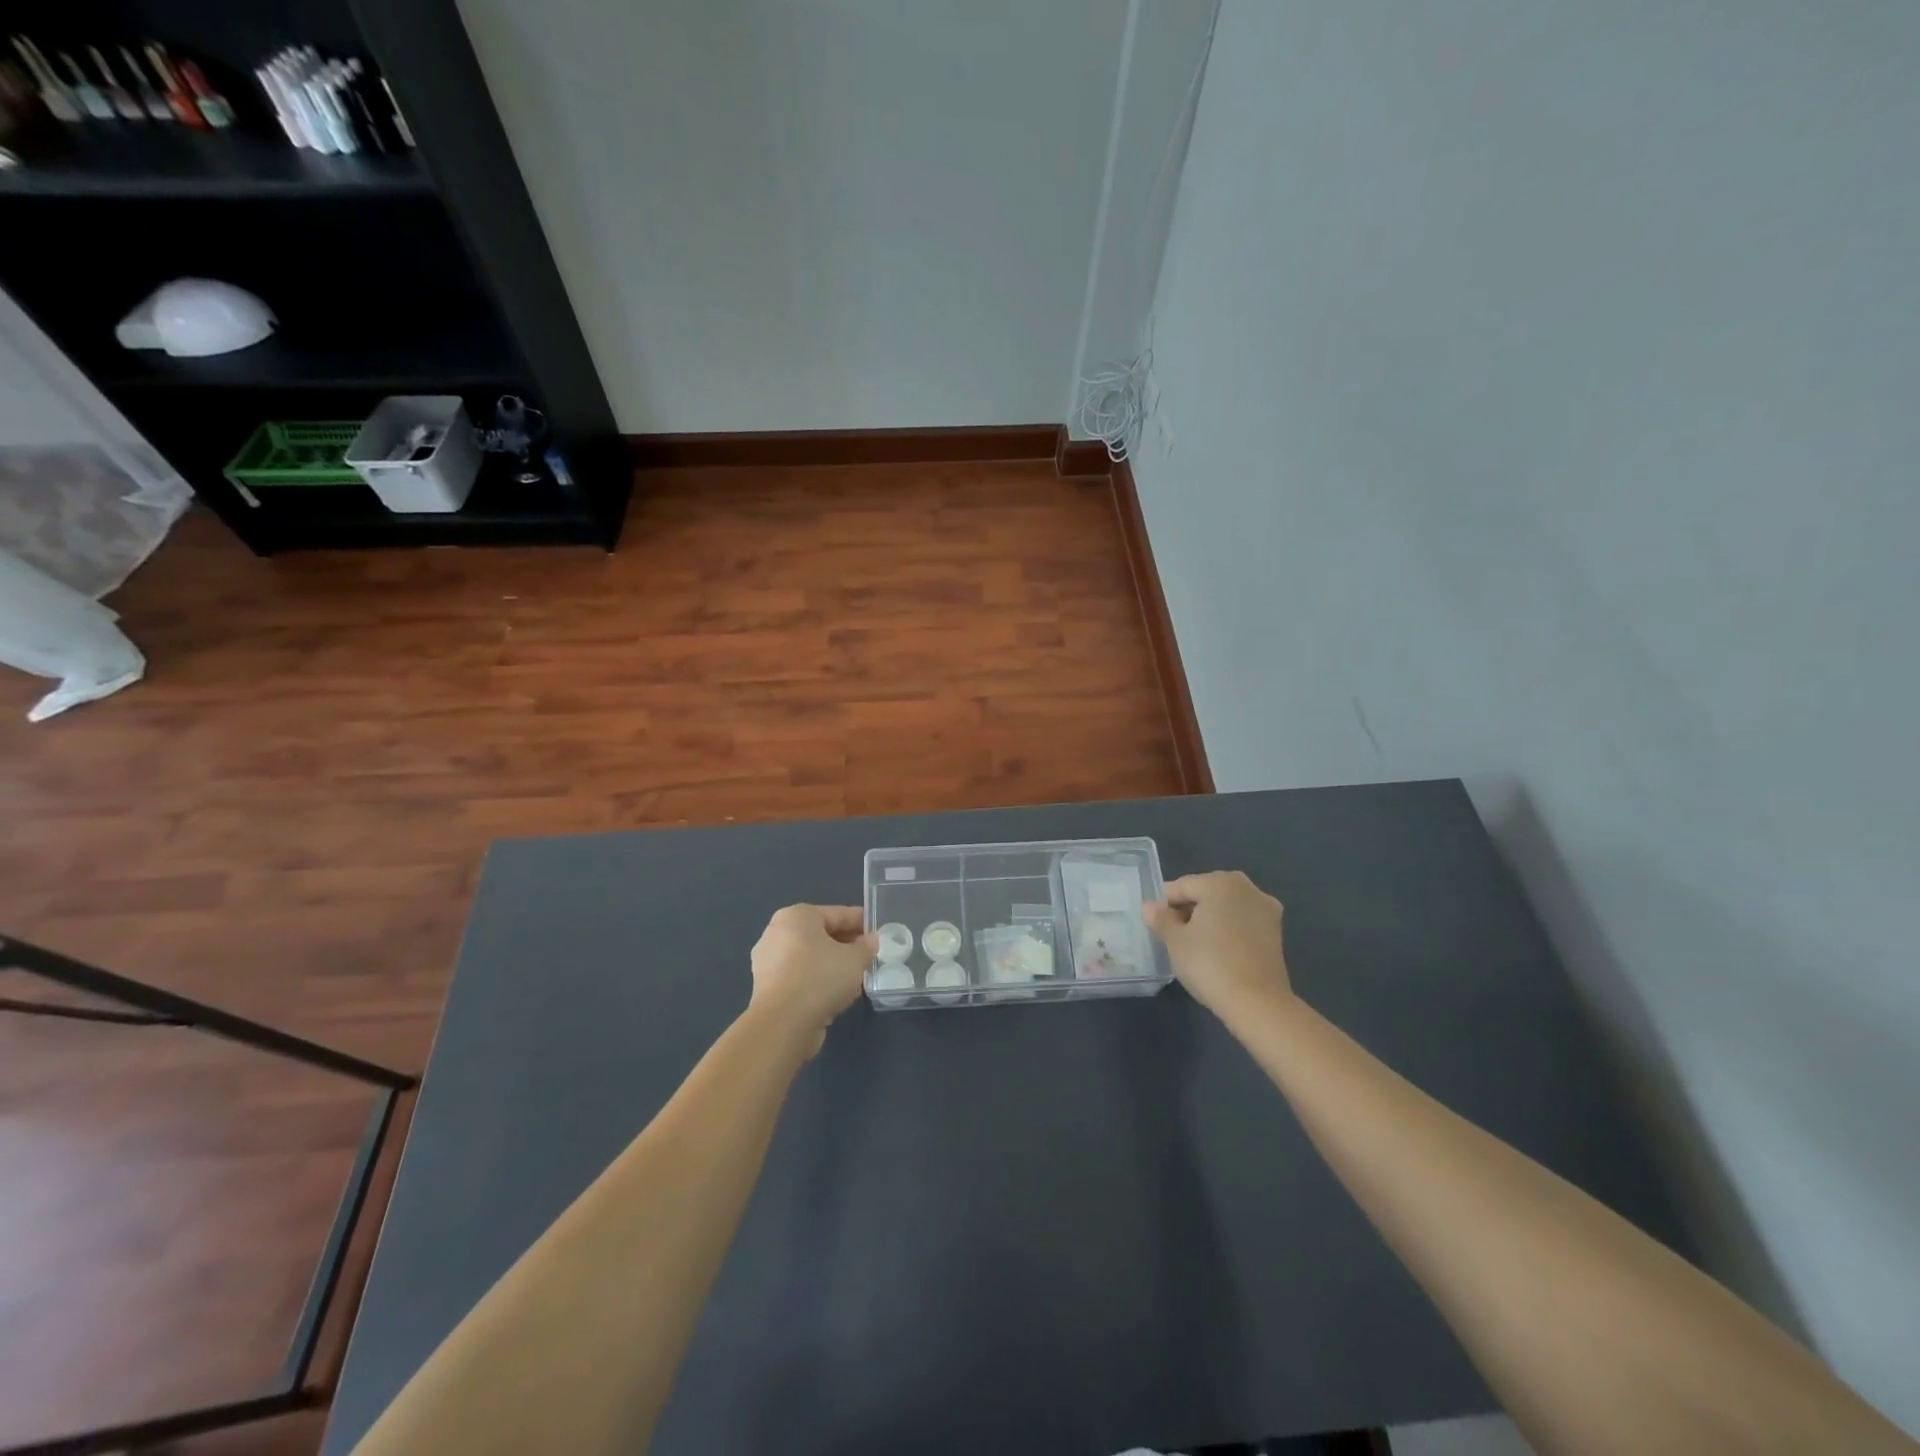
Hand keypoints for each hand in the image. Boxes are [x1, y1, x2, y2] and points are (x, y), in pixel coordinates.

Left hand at [748, 904, 877, 1054]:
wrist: (783, 1023)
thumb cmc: (820, 977)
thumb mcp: (855, 959)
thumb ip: (866, 946)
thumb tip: (871, 940)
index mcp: (796, 916)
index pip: (836, 914)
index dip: (860, 921)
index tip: (878, 929)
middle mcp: (777, 933)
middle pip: (820, 935)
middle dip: (845, 943)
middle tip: (868, 953)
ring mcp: (768, 962)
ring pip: (810, 957)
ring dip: (832, 964)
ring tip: (856, 974)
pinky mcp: (766, 988)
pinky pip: (800, 976)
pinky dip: (817, 980)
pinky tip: (836, 991)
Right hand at [1144, 871, 1289, 1016]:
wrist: (1257, 1002)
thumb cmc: (1209, 963)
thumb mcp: (1175, 941)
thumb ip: (1161, 919)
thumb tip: (1150, 907)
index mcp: (1220, 882)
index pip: (1182, 886)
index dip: (1165, 905)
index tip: (1158, 928)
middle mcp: (1247, 888)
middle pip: (1206, 892)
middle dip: (1189, 910)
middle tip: (1176, 937)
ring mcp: (1266, 909)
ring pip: (1226, 907)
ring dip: (1210, 920)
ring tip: (1197, 947)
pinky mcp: (1276, 932)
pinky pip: (1242, 922)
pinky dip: (1229, 930)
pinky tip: (1219, 952)